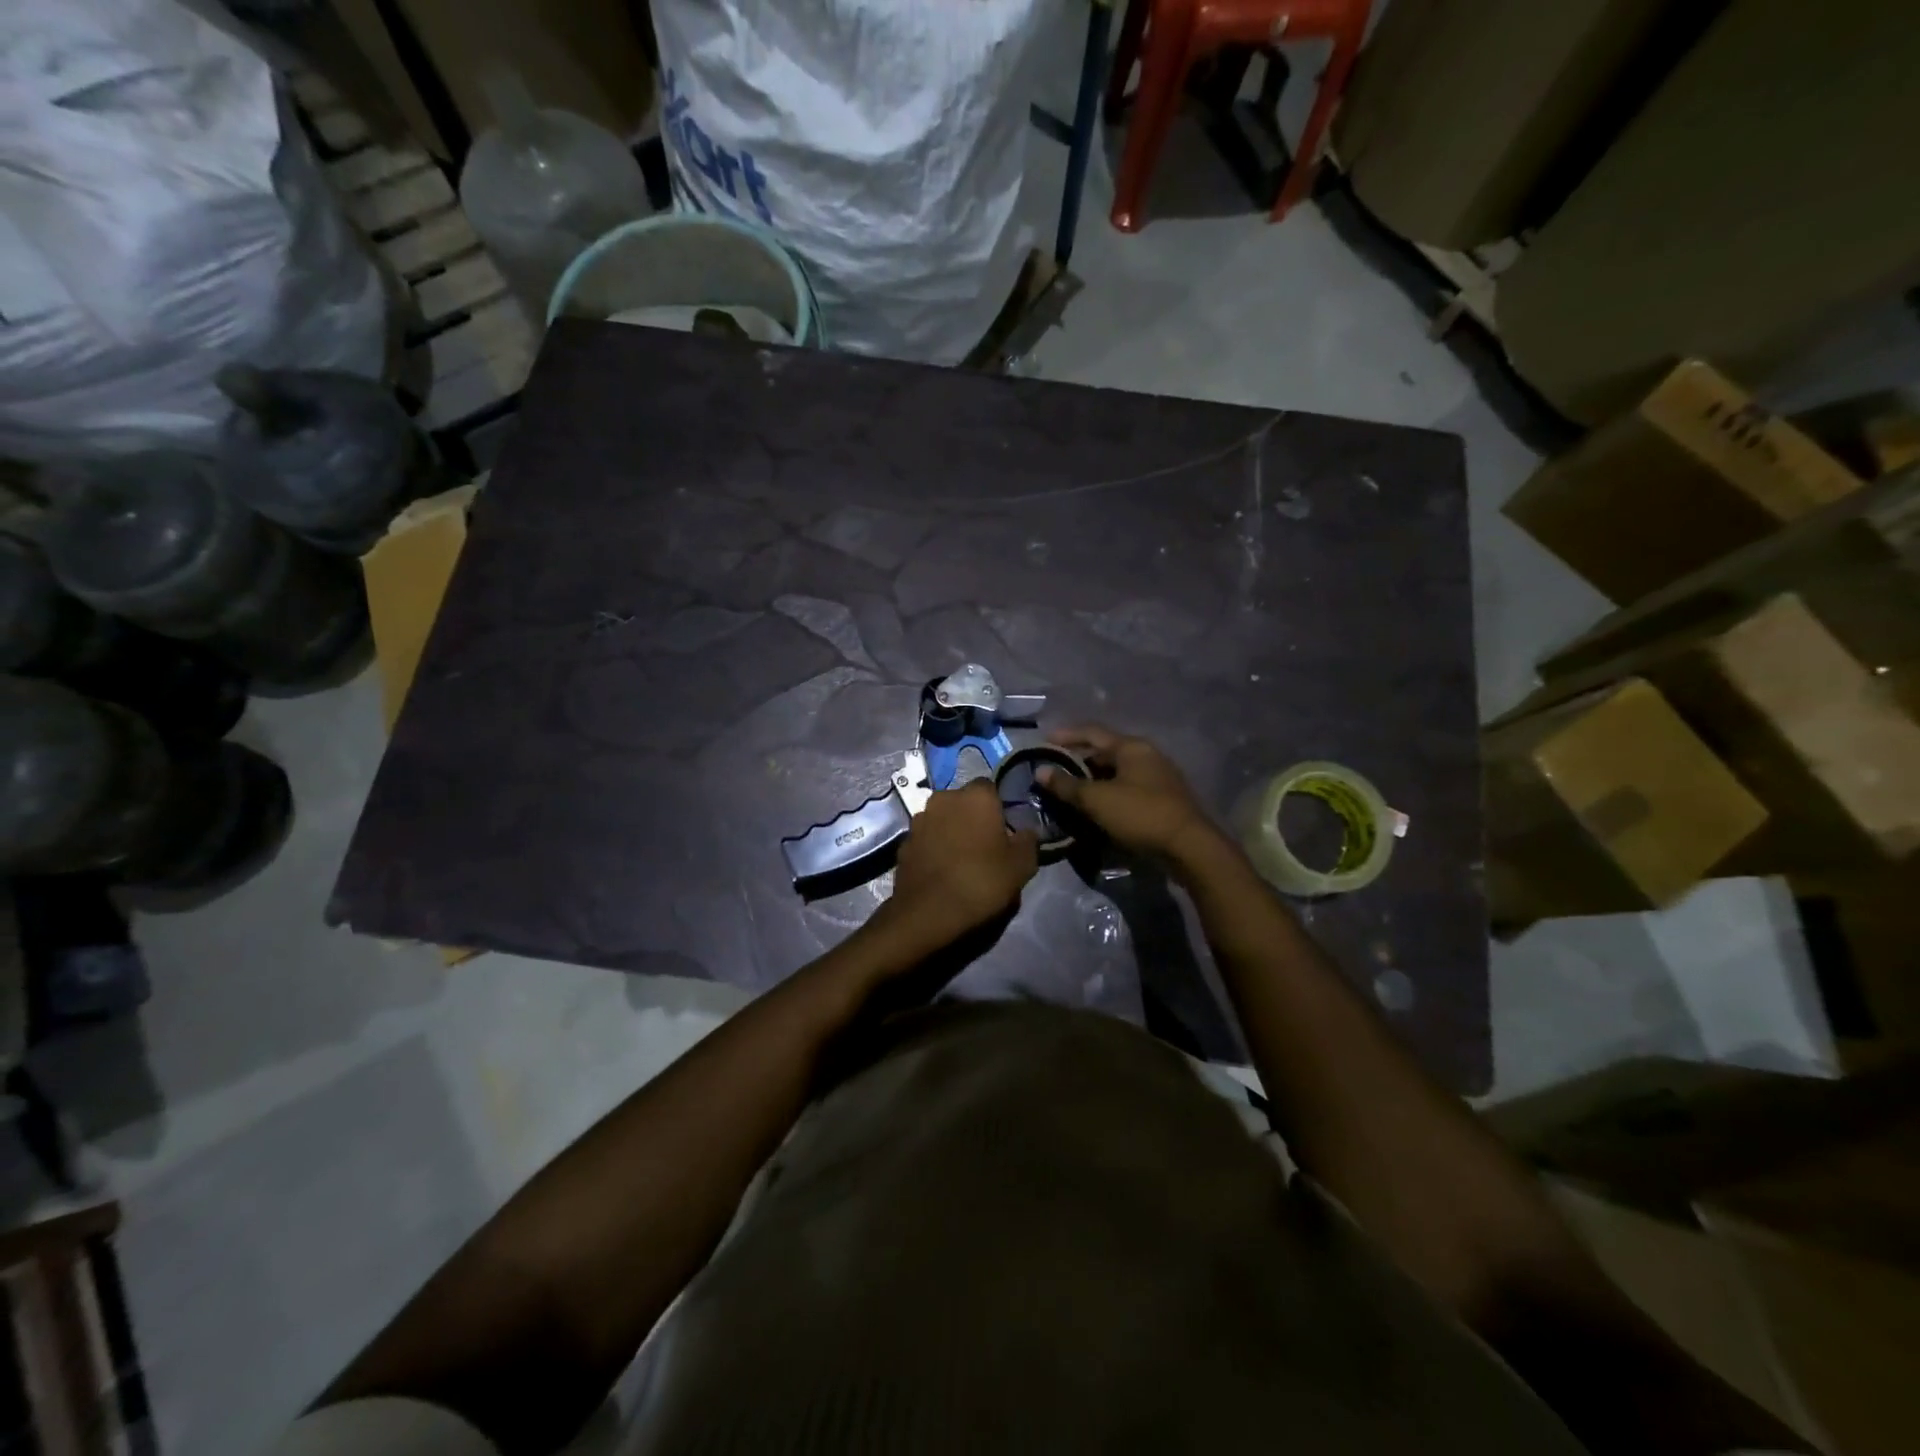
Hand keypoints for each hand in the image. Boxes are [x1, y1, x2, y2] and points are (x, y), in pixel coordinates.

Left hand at [883, 780, 1037, 943]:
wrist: (928, 912)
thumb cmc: (981, 882)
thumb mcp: (1022, 866)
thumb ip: (1028, 841)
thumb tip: (1026, 832)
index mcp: (976, 796)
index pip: (991, 788)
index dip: (998, 808)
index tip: (1005, 831)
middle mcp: (944, 798)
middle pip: (964, 801)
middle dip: (973, 817)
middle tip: (985, 845)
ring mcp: (919, 819)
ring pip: (942, 818)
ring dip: (951, 830)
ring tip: (962, 859)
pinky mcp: (903, 841)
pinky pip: (926, 838)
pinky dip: (934, 847)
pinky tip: (942, 870)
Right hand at [1039, 725, 1217, 859]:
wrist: (1189, 847)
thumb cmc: (1140, 814)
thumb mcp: (1097, 800)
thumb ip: (1067, 785)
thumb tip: (1040, 771)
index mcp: (1131, 747)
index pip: (1092, 732)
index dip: (1066, 735)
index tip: (1044, 741)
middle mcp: (1146, 755)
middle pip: (1105, 751)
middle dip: (1078, 760)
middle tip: (1054, 771)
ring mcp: (1158, 777)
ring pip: (1117, 772)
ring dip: (1093, 779)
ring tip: (1071, 791)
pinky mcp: (1163, 799)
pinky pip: (1127, 788)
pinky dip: (1108, 793)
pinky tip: (1096, 807)